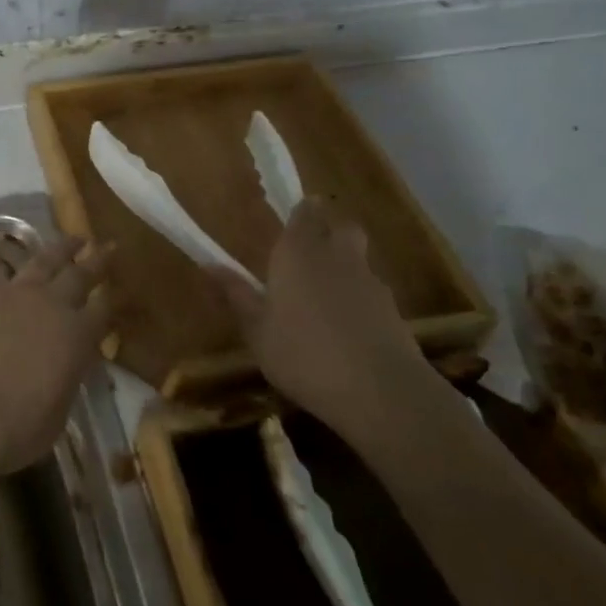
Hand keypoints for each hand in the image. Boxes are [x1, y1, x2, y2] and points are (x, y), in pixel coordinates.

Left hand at [0, 235, 113, 473]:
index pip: (104, 311)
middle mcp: (52, 305)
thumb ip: (65, 383)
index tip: (120, 289)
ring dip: (61, 247)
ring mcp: (15, 291)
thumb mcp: (58, 414)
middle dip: (97, 261)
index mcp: (77, 338)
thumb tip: (65, 371)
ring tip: (74, 238)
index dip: (113, 299)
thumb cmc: (15, 428)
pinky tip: (0, 237)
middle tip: (108, 248)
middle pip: (81, 275)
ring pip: (44, 259)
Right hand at [214, 199, 433, 442]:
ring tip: (325, 299)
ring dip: (345, 269)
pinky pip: (372, 294)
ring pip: (359, 261)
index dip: (301, 212)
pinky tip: (347, 330)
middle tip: (311, 252)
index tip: (293, 217)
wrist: (380, 393)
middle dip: (330, 232)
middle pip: (341, 228)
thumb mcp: (257, 330)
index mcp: (298, 253)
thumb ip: (237, 295)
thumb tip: (209, 265)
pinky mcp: (395, 312)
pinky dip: (360, 301)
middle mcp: (337, 257)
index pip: (304, 214)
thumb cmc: (303, 355)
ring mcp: (370, 284)